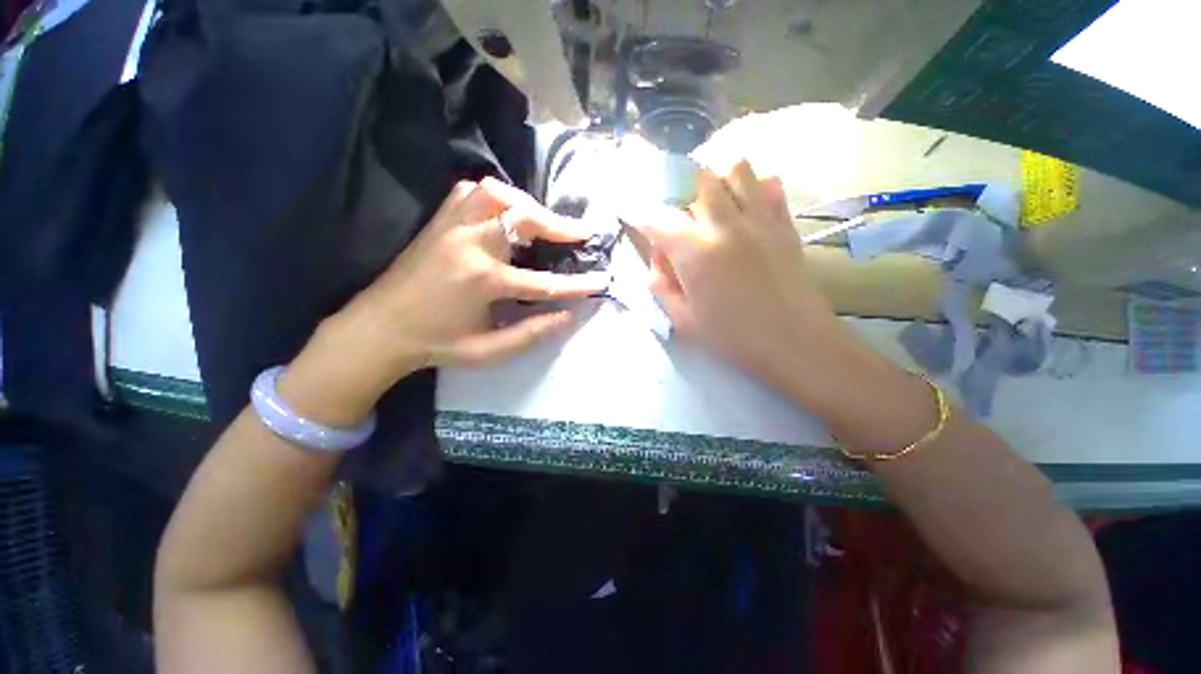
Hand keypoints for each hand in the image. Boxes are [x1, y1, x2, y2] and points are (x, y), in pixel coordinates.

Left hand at [280, 178, 607, 424]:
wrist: (380, 329)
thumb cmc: (437, 343)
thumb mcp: (489, 350)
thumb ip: (531, 333)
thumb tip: (568, 316)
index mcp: (483, 281)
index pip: (544, 282)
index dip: (577, 284)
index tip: (601, 280)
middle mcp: (470, 246)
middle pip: (523, 218)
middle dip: (559, 225)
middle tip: (581, 234)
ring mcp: (451, 228)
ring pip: (496, 194)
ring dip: (526, 203)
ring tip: (542, 220)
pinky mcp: (439, 222)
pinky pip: (470, 192)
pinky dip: (494, 196)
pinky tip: (504, 212)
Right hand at [626, 160, 839, 372]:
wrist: (794, 342)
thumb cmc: (733, 337)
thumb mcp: (682, 320)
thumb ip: (660, 285)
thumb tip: (657, 259)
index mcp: (694, 252)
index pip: (658, 220)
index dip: (642, 218)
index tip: (637, 221)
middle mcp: (725, 224)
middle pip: (699, 179)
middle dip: (681, 191)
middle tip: (679, 216)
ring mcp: (759, 219)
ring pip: (737, 169)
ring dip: (718, 180)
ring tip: (712, 204)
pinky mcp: (783, 223)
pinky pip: (770, 185)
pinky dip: (754, 188)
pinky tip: (747, 209)